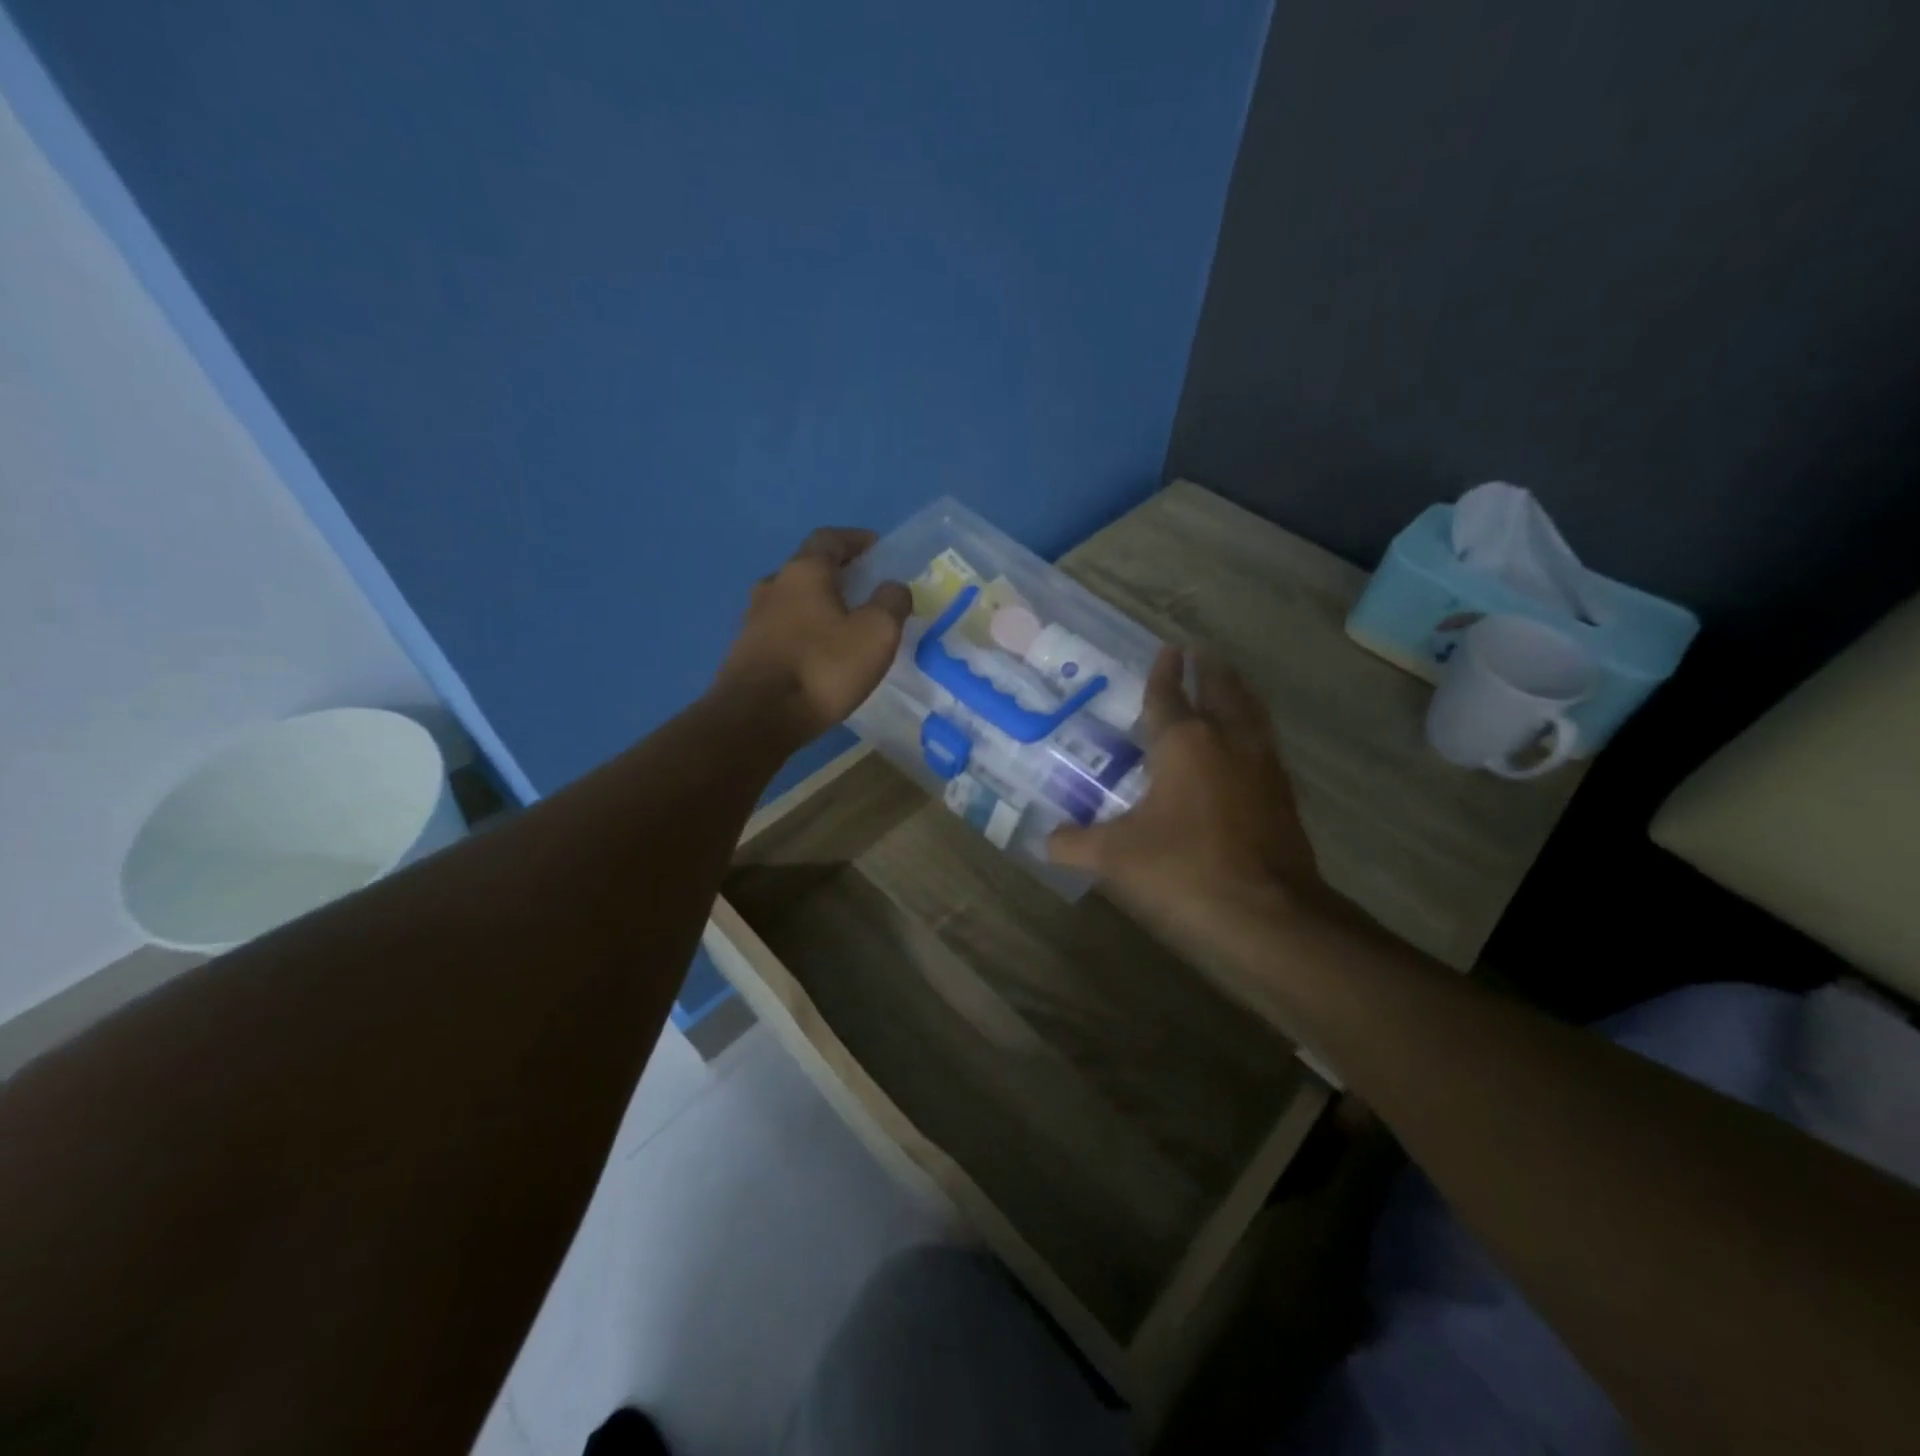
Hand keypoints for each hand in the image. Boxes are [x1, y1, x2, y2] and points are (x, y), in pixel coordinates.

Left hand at [713, 528, 911, 744]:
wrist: (757, 718)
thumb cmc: (823, 668)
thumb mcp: (876, 634)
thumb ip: (891, 603)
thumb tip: (893, 587)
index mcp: (803, 572)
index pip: (829, 539)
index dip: (855, 539)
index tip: (876, 548)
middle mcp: (773, 586)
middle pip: (807, 568)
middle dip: (836, 574)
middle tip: (864, 589)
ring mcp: (753, 620)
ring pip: (792, 601)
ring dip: (817, 605)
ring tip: (843, 625)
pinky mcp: (745, 652)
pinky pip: (781, 631)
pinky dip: (803, 632)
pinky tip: (817, 655)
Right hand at [1048, 648, 1322, 949]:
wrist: (1268, 917)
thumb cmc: (1183, 870)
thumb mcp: (1115, 858)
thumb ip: (1075, 843)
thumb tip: (1047, 840)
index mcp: (1185, 744)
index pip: (1170, 696)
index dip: (1165, 673)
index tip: (1169, 650)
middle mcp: (1229, 744)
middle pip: (1223, 693)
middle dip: (1212, 671)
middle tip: (1204, 654)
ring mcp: (1264, 770)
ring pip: (1253, 717)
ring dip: (1240, 696)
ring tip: (1232, 686)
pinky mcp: (1285, 800)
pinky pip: (1266, 750)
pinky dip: (1254, 735)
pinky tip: (1247, 752)